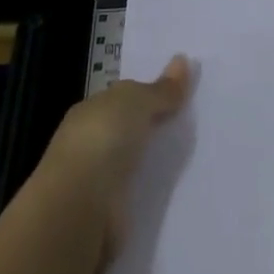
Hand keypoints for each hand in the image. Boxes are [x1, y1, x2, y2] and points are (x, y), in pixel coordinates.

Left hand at [34, 54, 192, 272]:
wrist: (80, 208)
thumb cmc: (103, 140)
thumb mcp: (136, 102)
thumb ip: (161, 89)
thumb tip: (183, 59)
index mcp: (90, 111)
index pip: (122, 98)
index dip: (149, 95)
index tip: (180, 96)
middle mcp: (90, 142)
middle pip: (128, 130)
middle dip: (153, 128)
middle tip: (193, 124)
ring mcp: (97, 180)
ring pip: (133, 163)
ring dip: (153, 162)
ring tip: (193, 158)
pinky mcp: (109, 214)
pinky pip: (137, 194)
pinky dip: (151, 191)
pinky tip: (175, 191)